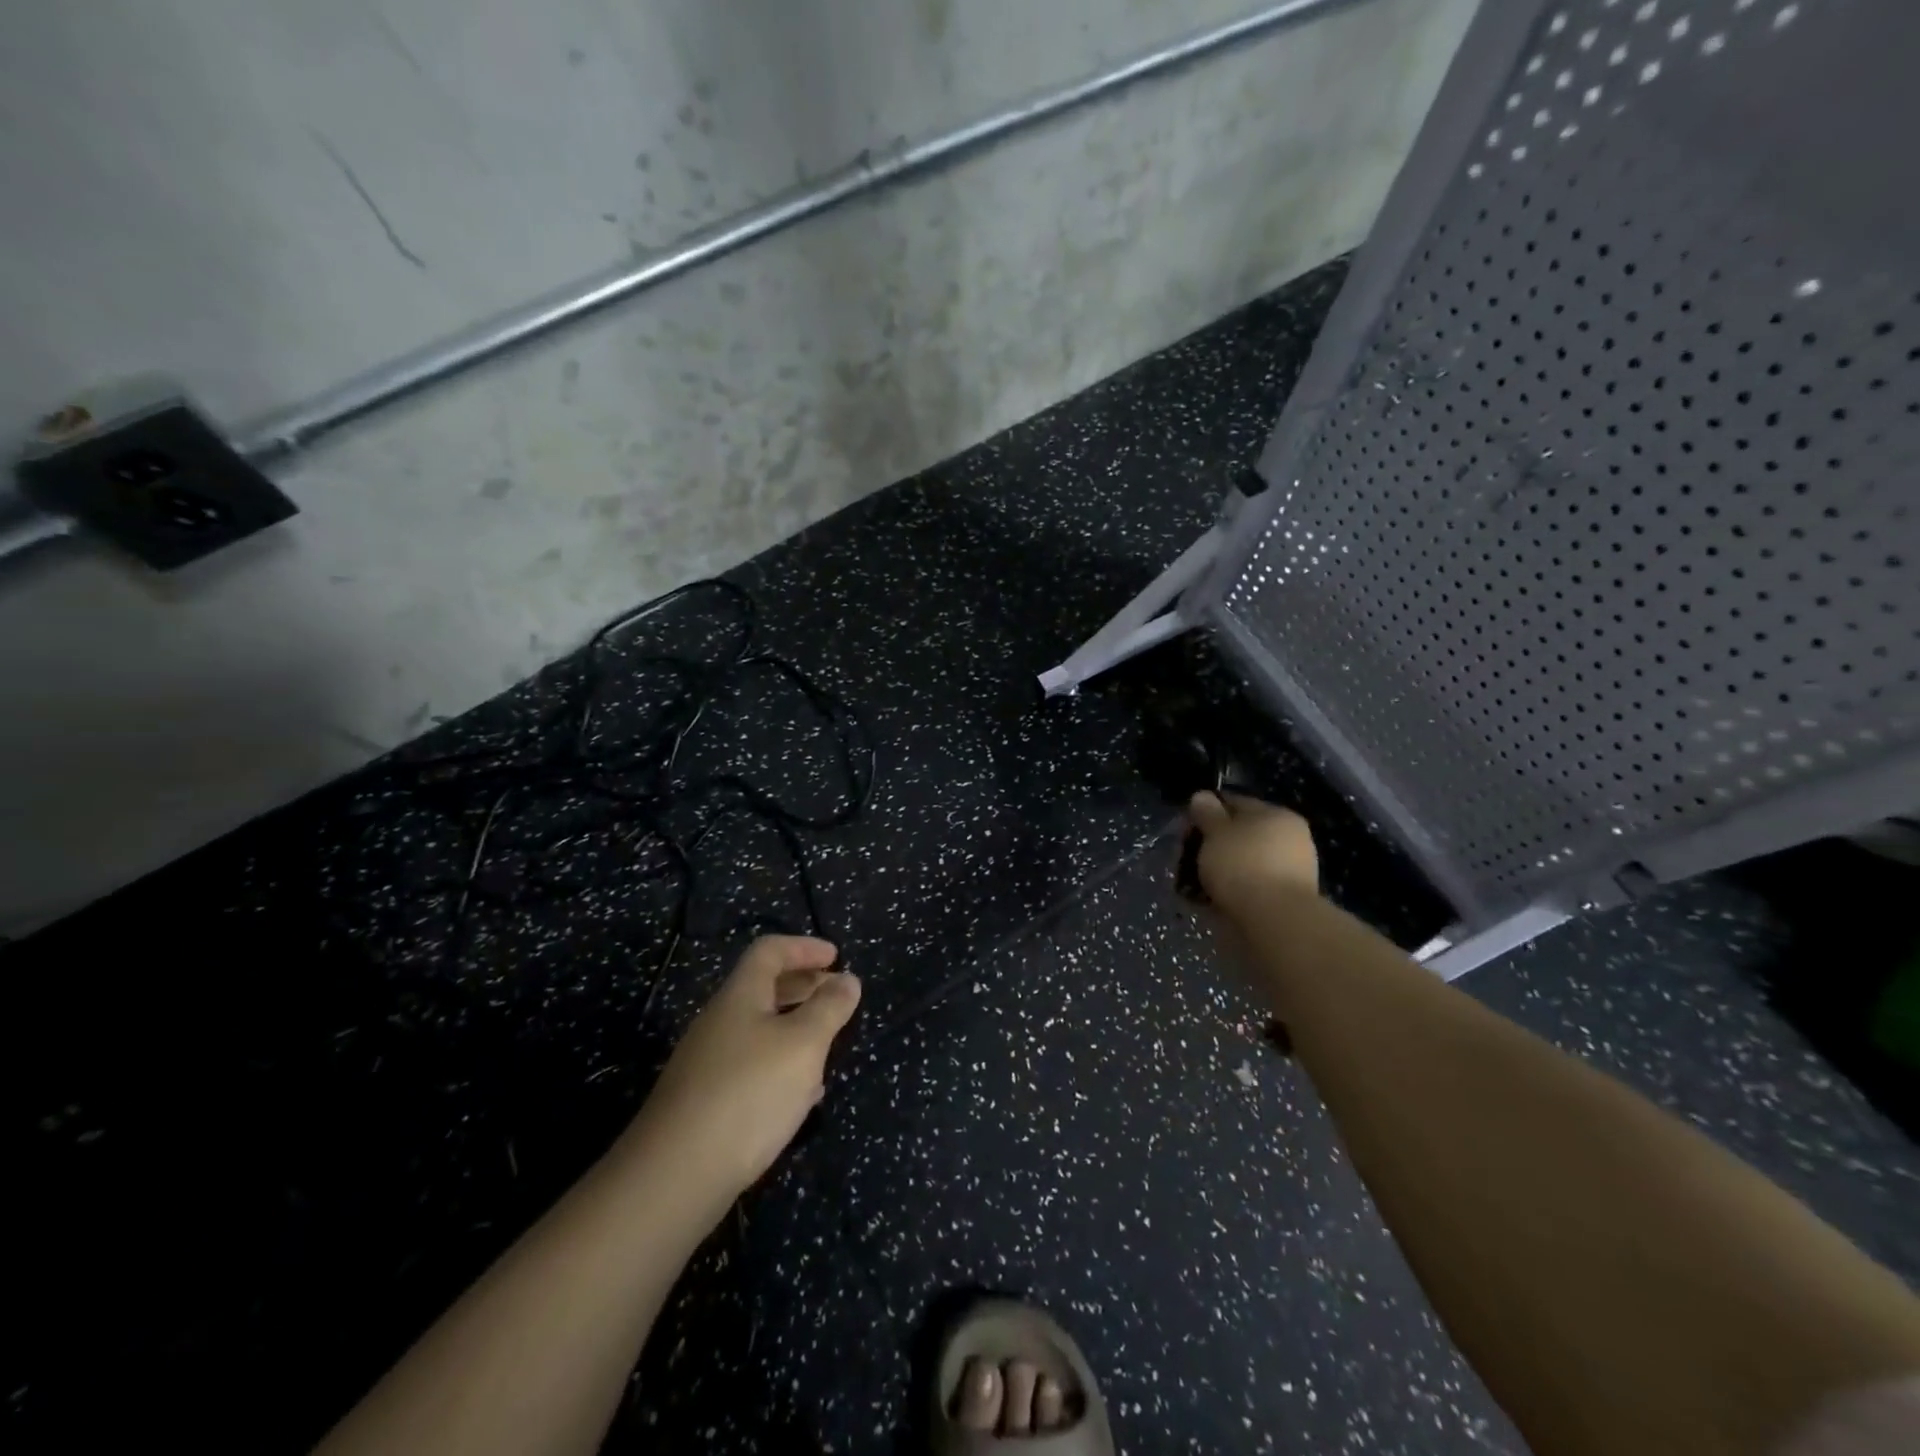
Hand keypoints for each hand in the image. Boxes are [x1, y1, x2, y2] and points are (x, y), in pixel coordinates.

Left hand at [626, 935, 860, 1199]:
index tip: (837, 958)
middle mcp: (719, 1022)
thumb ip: (829, 1008)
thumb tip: (848, 979)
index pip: (770, 951)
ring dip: (794, 1028)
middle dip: (803, 986)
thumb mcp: (803, 1045)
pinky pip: (750, 1065)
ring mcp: (707, 1063)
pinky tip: (800, 1094)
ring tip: (827, 1044)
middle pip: (762, 988)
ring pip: (758, 1029)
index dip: (804, 947)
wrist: (676, 1175)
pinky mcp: (704, 1102)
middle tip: (837, 996)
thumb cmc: (749, 1093)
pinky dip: (780, 1064)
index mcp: (739, 996)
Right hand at [1186, 791, 1318, 911]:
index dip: (1206, 811)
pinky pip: (1247, 887)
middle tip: (1186, 858)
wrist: (1275, 921)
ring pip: (1241, 862)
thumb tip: (1202, 796)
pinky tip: (1208, 900)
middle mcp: (1288, 839)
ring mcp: (1288, 871)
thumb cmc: (1243, 865)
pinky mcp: (1282, 900)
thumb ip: (1207, 813)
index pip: (1235, 803)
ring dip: (1218, 869)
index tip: (1185, 829)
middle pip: (1239, 834)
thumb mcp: (1216, 832)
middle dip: (1211, 844)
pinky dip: (1228, 890)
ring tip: (1193, 884)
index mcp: (1277, 815)